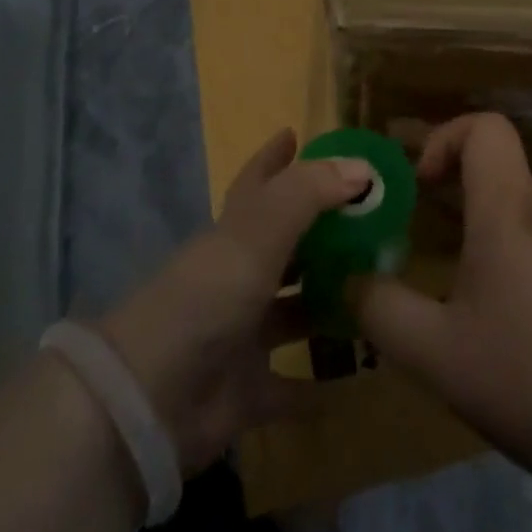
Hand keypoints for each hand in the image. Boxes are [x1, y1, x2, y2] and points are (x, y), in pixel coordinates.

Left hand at [98, 130, 370, 474]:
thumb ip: (309, 194)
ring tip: (380, 295)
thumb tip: (363, 167)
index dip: (275, 157)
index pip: (258, 182)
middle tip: (371, 224)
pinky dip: (320, 387)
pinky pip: (292, 388)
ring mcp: (242, 334)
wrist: (151, 397)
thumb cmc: (208, 296)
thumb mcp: (258, 232)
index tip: (296, 134)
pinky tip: (358, 378)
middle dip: (322, 234)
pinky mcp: (247, 390)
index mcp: (235, 233)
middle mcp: (239, 276)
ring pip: (294, 312)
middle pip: (286, 247)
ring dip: (329, 305)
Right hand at [354, 114, 531, 475]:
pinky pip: (522, 242)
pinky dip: (488, 253)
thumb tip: (346, 281)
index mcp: (506, 210)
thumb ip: (380, 310)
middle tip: (403, 220)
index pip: (486, 127)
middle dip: (441, 180)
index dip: (444, 137)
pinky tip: (472, 312)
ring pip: (505, 206)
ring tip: (427, 265)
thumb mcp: (436, 353)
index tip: (417, 184)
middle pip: (491, 164)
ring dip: (463, 220)